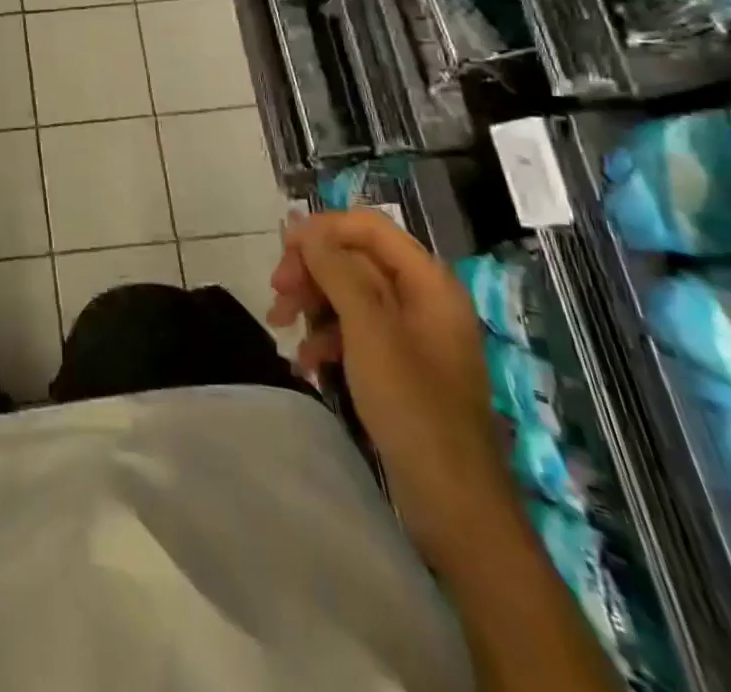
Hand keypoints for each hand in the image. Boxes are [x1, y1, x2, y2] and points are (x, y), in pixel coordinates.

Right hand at [268, 210, 517, 568]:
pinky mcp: (400, 364)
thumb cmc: (412, 405)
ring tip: (280, 326)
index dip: (323, 231)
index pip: (368, 226)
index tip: (283, 253)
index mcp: (428, 282)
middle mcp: (422, 298)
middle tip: (277, 294)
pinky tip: (305, 362)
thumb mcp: (368, 329)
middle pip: (355, 258)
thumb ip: (335, 269)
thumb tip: (302, 226)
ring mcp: (412, 333)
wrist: (454, 504)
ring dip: (312, 303)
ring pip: (349, 293)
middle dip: (312, 270)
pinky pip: (355, 330)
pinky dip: (326, 337)